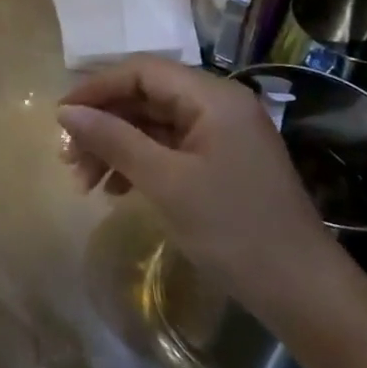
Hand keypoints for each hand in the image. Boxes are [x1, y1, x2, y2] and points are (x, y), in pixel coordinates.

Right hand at [57, 58, 339, 313]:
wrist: (305, 295)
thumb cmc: (234, 230)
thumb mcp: (166, 183)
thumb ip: (113, 140)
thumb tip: (66, 112)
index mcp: (212, 97)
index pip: (142, 71)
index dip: (96, 88)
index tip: (61, 117)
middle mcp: (218, 106)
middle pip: (145, 98)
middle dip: (103, 125)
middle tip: (68, 160)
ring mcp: (222, 136)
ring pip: (152, 125)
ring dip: (115, 147)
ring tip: (84, 183)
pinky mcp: (222, 164)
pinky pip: (168, 149)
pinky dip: (138, 163)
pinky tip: (116, 190)